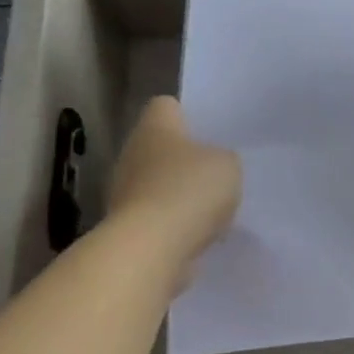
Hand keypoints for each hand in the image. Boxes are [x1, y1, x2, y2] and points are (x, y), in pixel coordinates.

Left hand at [108, 96, 241, 283]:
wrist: (151, 247)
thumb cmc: (190, 191)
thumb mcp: (228, 165)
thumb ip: (224, 158)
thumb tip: (214, 165)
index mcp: (155, 128)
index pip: (166, 106)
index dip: (188, 113)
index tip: (209, 129)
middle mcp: (132, 153)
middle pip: (161, 146)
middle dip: (186, 158)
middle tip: (218, 170)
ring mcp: (125, 191)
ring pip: (158, 182)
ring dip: (180, 192)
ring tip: (213, 206)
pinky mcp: (128, 225)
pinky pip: (158, 215)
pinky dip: (176, 222)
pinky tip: (200, 232)